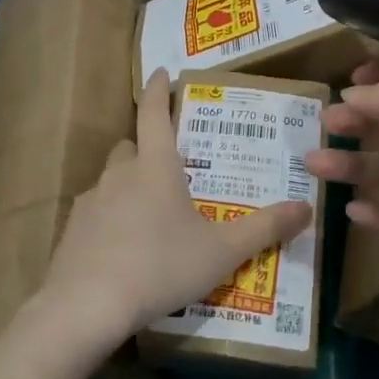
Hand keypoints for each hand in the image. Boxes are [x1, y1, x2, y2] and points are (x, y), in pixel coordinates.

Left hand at [37, 71, 311, 349]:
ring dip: (128, 185)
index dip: (159, 91)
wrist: (87, 306)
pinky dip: (110, 218)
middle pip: (130, 146)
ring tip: (150, 214)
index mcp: (155, 167)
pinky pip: (95, 212)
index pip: (155, 114)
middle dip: (146, 147)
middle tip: (169, 166)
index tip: (161, 72)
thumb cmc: (161, 266)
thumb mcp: (222, 252)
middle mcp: (119, 175)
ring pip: (111, 180)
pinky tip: (123, 248)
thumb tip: (306, 207)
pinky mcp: (71, 231)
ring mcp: (90, 202)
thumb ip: (265, 228)